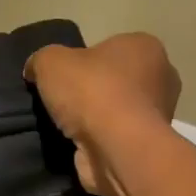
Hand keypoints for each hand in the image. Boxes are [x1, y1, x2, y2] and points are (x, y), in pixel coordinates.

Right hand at [23, 33, 179, 195]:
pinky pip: (117, 136)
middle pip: (115, 79)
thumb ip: (41, 60)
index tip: (63, 77)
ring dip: (95, 118)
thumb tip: (35, 70)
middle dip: (91, 90)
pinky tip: (80, 145)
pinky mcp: (148, 146)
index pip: (109, 47)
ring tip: (67, 127)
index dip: (82, 61)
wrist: (116, 149)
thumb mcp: (50, 61)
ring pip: (117, 110)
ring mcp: (159, 115)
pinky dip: (100, 141)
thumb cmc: (91, 91)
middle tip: (63, 101)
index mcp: (145, 47)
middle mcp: (161, 77)